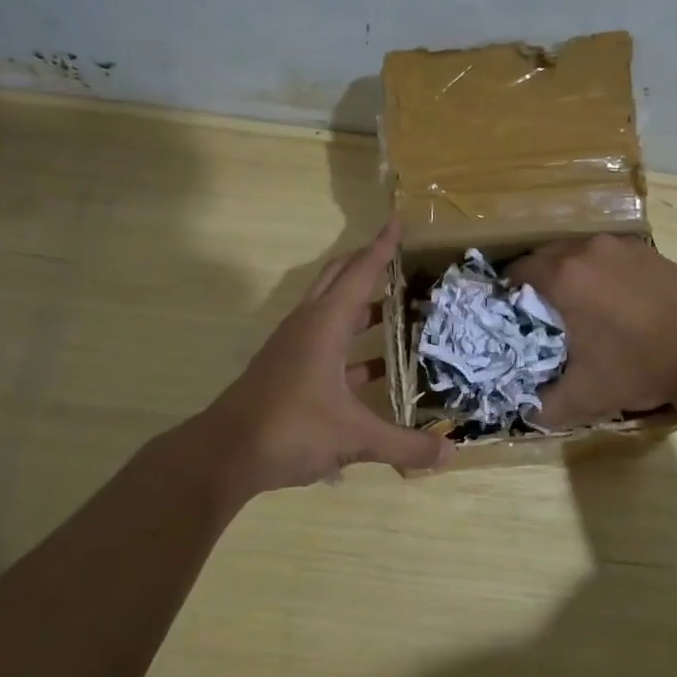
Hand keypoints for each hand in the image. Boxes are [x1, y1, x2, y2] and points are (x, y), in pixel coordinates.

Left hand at [203, 222, 448, 491]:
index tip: (399, 221)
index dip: (382, 247)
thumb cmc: (290, 429)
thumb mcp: (354, 438)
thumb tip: (450, 455)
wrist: (225, 454)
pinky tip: (377, 368)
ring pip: (332, 311)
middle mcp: (308, 326)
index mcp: (324, 324)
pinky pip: (327, 344)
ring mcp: (294, 348)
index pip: (360, 273)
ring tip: (400, 309)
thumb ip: (404, 445)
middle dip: (369, 265)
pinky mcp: (288, 370)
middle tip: (404, 263)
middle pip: (339, 280)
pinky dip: (352, 346)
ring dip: (362, 306)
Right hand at [507, 233, 676, 428]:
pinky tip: (616, 302)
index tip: (511, 315)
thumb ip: (547, 407)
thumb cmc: (642, 364)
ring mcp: (622, 247)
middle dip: (537, 281)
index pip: (517, 270)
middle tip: (540, 315)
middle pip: (545, 256)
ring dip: (570, 274)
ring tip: (578, 307)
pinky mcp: (650, 252)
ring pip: (579, 253)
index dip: (507, 292)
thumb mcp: (587, 396)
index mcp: (563, 277)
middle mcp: (587, 250)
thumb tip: (528, 414)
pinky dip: (601, 272)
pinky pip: (610, 257)